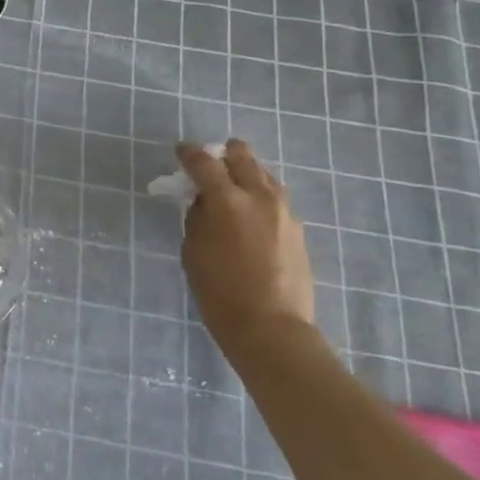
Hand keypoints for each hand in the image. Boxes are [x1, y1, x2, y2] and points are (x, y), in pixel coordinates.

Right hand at [178, 138, 314, 346]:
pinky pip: (275, 198)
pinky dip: (259, 195)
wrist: (271, 327)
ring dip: (245, 173)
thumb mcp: (193, 251)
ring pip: (264, 175)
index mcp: (227, 201)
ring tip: (232, 186)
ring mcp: (284, 212)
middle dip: (224, 154)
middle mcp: (259, 197)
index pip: (204, 163)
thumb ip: (197, 218)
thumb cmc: (219, 292)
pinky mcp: (297, 229)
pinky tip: (250, 211)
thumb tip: (204, 201)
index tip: (181, 151)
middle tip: (210, 162)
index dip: (189, 154)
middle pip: (242, 157)